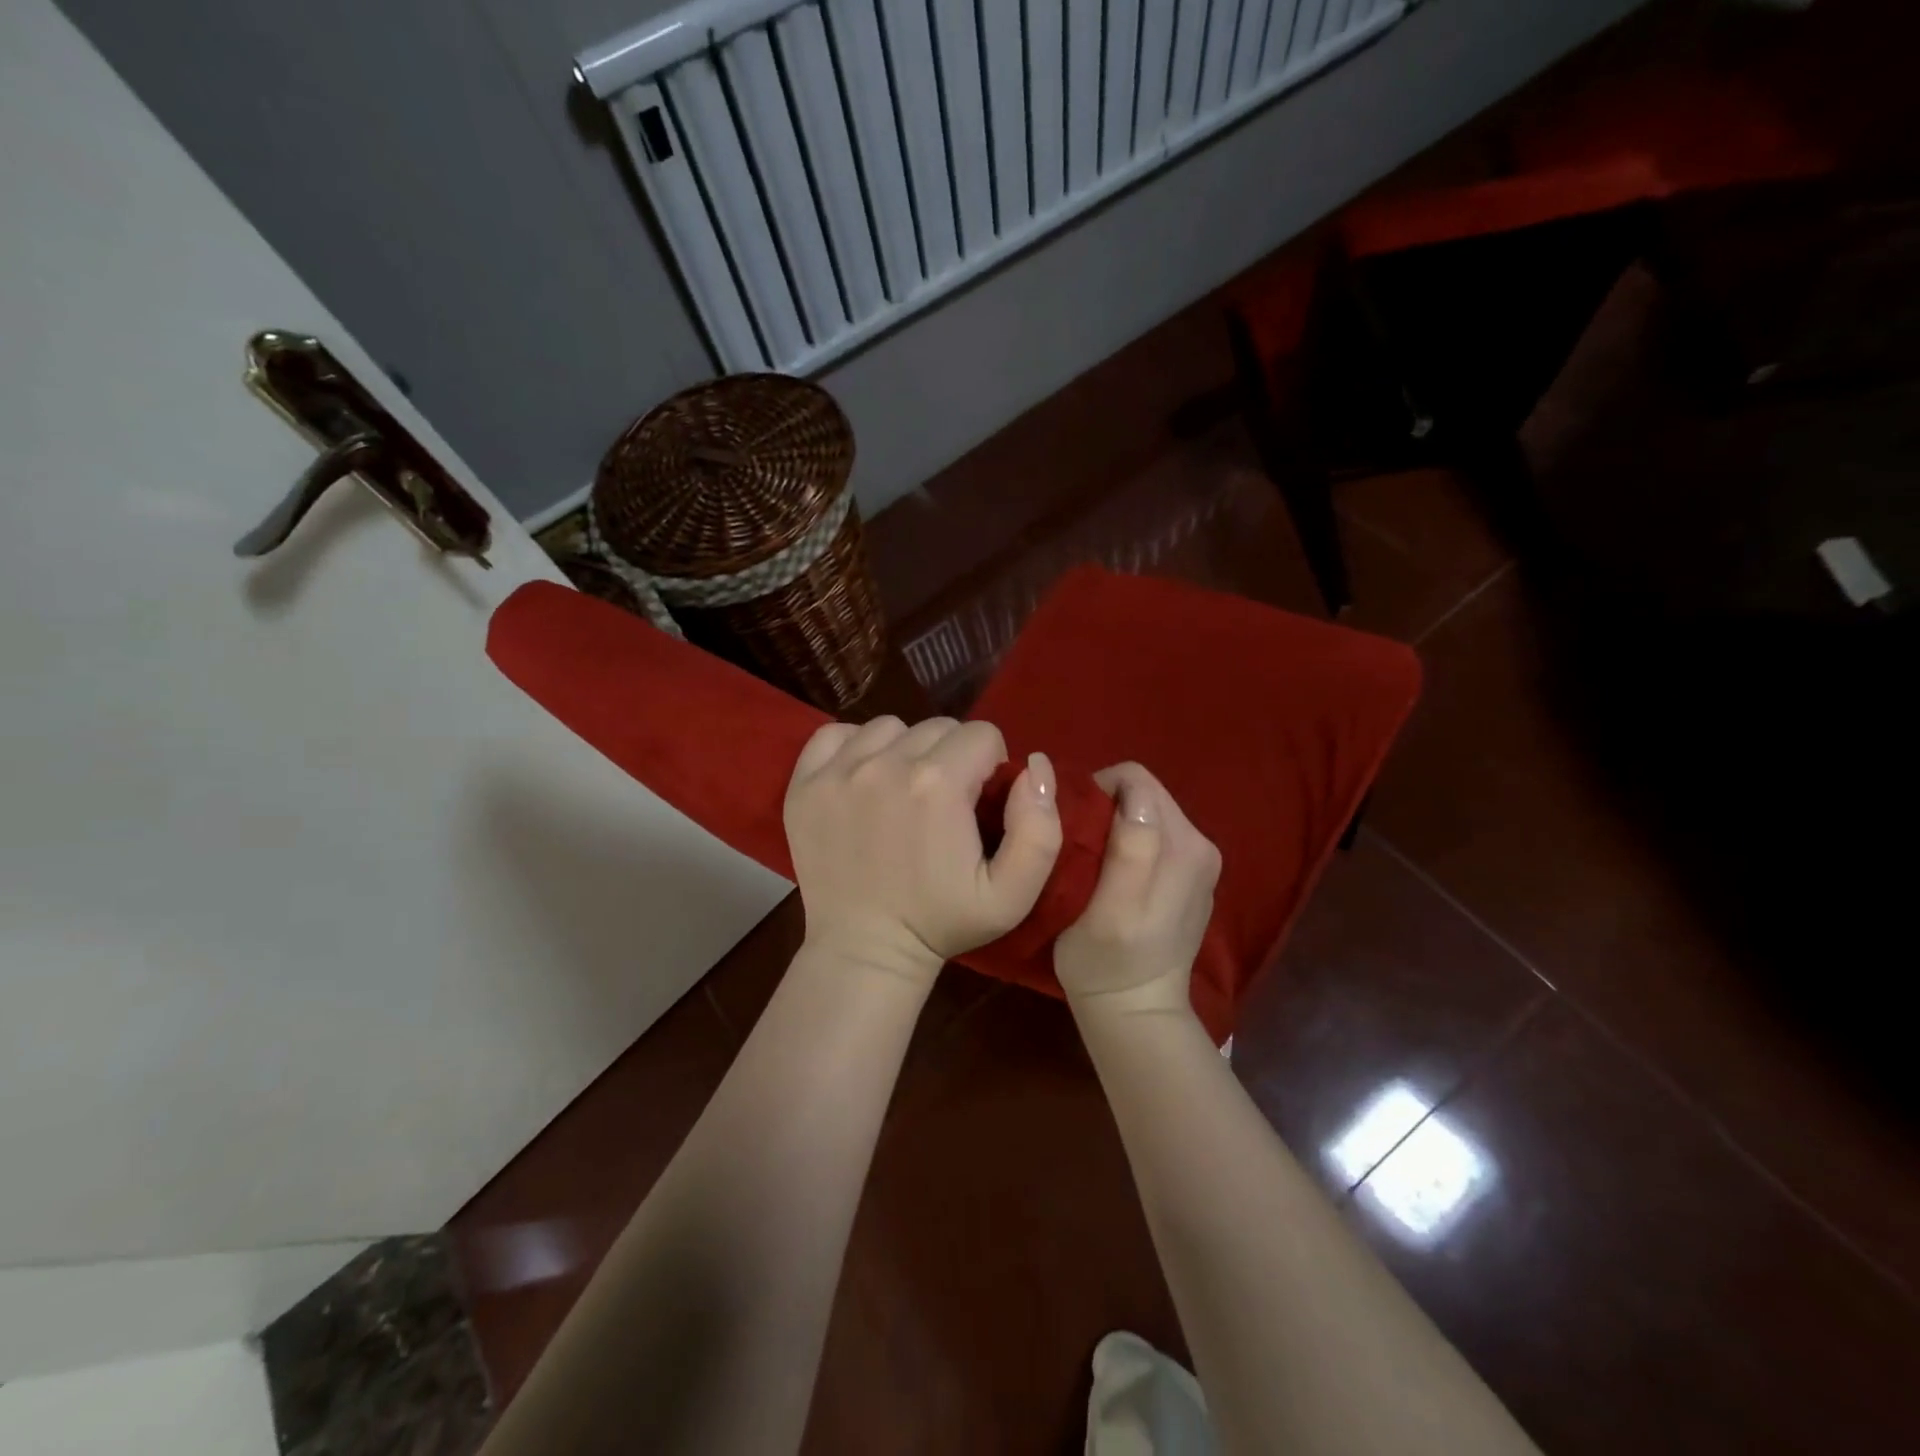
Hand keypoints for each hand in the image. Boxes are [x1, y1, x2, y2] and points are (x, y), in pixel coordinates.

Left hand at [784, 716, 1061, 987]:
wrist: (864, 950)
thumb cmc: (942, 921)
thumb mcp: (1013, 894)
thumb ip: (1040, 828)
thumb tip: (1034, 764)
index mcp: (938, 783)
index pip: (982, 734)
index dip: (990, 766)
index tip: (978, 802)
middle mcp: (885, 764)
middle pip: (937, 727)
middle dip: (951, 757)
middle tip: (943, 804)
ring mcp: (838, 771)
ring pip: (889, 727)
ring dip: (905, 751)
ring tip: (903, 793)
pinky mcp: (804, 783)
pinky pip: (834, 734)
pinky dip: (853, 748)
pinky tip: (863, 779)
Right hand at [1054, 762, 1220, 1018]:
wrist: (1135, 1010)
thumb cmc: (1105, 961)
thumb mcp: (1110, 908)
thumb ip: (1131, 848)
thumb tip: (1134, 794)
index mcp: (1184, 844)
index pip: (1134, 780)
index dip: (1095, 791)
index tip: (1070, 823)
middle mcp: (1201, 842)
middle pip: (1144, 794)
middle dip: (1106, 806)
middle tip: (1076, 843)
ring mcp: (1200, 860)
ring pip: (1147, 812)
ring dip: (1115, 824)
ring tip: (1091, 859)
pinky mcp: (1193, 875)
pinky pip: (1155, 834)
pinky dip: (1129, 841)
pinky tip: (1113, 874)